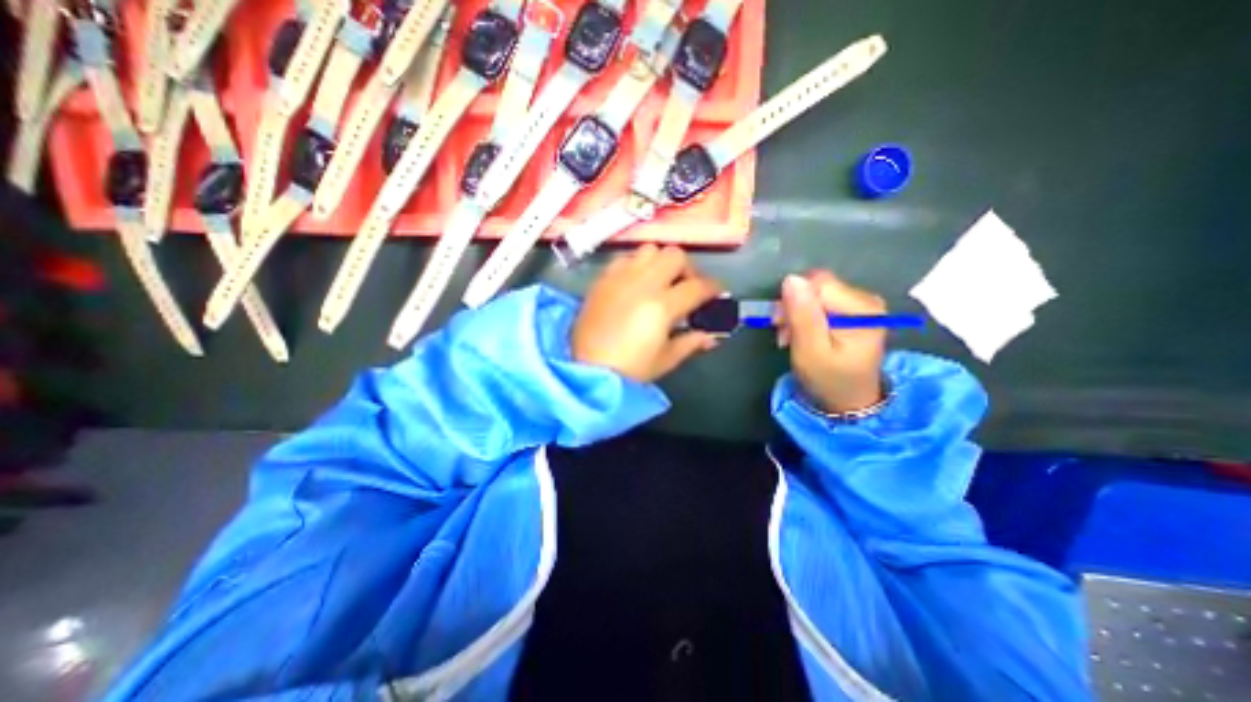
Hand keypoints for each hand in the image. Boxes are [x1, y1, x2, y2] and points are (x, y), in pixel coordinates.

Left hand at [572, 243, 717, 383]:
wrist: (586, 369)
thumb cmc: (630, 370)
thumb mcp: (666, 360)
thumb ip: (691, 342)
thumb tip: (711, 335)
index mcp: (662, 306)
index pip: (697, 286)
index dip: (713, 288)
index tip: (716, 293)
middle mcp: (643, 283)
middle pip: (675, 256)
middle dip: (688, 269)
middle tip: (686, 286)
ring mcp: (620, 278)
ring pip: (650, 249)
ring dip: (662, 262)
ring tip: (661, 280)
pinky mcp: (603, 279)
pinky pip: (625, 258)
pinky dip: (637, 264)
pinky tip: (636, 282)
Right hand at [778, 268, 888, 413]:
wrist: (848, 401)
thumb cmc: (829, 379)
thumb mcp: (810, 351)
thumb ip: (802, 315)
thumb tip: (791, 279)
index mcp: (862, 308)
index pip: (817, 284)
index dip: (793, 301)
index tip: (782, 325)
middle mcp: (866, 299)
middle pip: (817, 287)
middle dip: (794, 307)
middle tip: (784, 334)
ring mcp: (861, 304)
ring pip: (815, 293)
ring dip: (796, 313)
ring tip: (791, 337)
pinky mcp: (852, 310)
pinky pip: (820, 301)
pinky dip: (805, 316)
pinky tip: (801, 333)